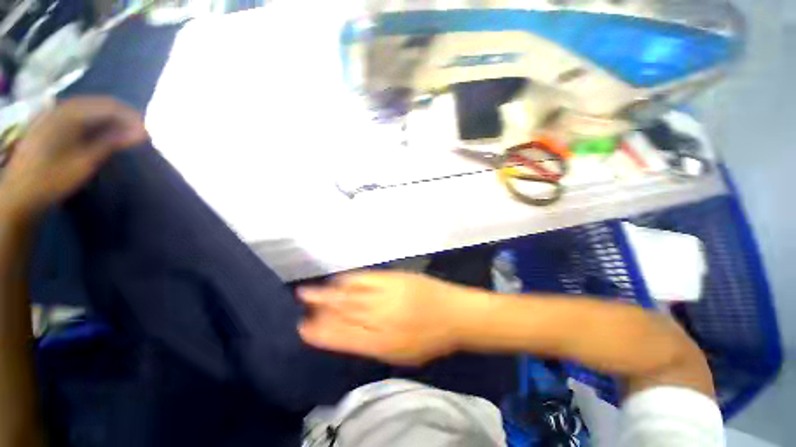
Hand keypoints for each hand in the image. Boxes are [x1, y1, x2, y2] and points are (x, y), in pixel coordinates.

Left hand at [0, 96, 146, 217]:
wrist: (20, 194)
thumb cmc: (53, 179)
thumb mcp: (85, 162)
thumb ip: (112, 142)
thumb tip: (143, 133)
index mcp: (68, 114)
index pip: (108, 106)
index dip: (131, 117)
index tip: (148, 133)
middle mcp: (61, 108)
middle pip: (99, 104)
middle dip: (122, 117)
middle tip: (140, 134)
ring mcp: (54, 114)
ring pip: (90, 109)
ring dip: (110, 119)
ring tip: (126, 134)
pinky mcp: (52, 123)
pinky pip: (80, 115)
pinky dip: (97, 122)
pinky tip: (105, 133)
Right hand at [298, 271, 488, 365]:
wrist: (456, 314)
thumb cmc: (431, 339)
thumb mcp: (402, 354)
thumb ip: (373, 345)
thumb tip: (348, 335)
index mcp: (382, 343)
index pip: (343, 337)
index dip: (321, 332)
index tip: (303, 328)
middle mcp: (380, 318)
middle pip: (343, 313)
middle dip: (319, 309)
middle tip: (299, 303)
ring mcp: (387, 295)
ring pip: (351, 295)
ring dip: (328, 293)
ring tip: (309, 290)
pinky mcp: (394, 279)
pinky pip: (366, 279)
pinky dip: (349, 279)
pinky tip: (338, 279)